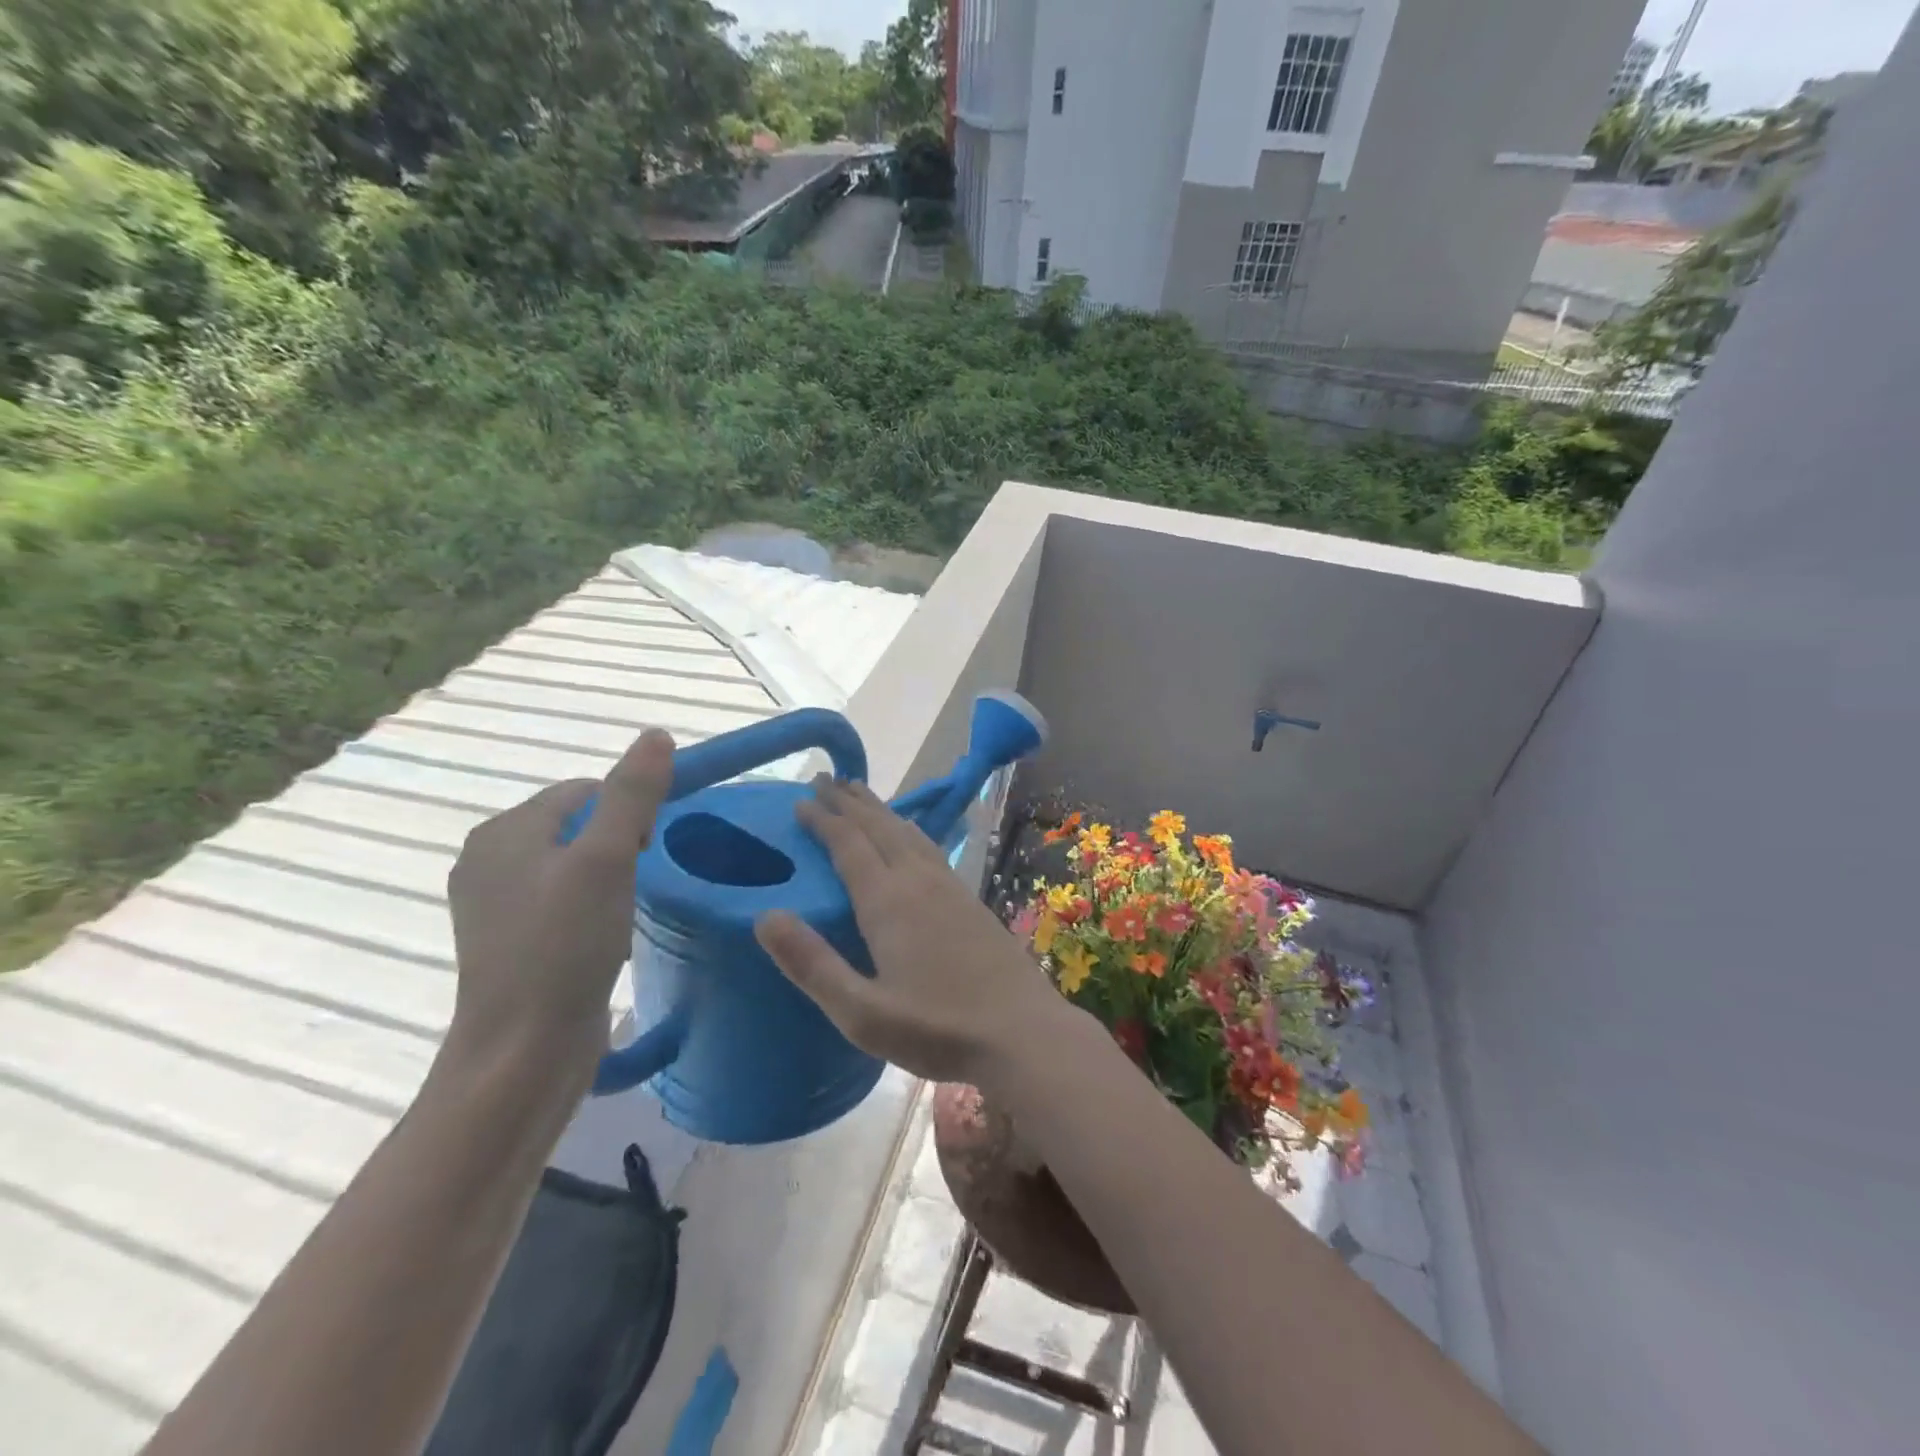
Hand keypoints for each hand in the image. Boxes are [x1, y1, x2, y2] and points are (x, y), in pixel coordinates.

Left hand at [445, 730, 674, 1090]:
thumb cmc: (565, 946)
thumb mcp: (607, 860)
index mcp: (504, 832)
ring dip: (609, 879)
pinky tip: (603, 938)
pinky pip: (562, 900)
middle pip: (579, 825)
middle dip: (619, 846)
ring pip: (574, 865)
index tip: (647, 851)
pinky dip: (592, 908)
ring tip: (622, 915)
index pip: (584, 791)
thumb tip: (656, 734)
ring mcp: (495, 904)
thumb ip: (633, 794)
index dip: (627, 812)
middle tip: (637, 884)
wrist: (522, 1052)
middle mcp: (489, 859)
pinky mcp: (510, 941)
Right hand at [754, 777, 1074, 1086]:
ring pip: (907, 832)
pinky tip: (910, 835)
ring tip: (860, 793)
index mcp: (888, 902)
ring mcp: (950, 886)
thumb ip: (812, 964)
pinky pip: (929, 846)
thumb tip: (765, 917)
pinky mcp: (970, 898)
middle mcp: (918, 881)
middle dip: (849, 801)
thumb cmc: (937, 1029)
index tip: (800, 801)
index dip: (823, 820)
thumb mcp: (862, 1013)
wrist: (1023, 1032)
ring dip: (879, 809)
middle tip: (825, 779)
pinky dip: (908, 828)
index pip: (848, 844)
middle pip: (879, 827)